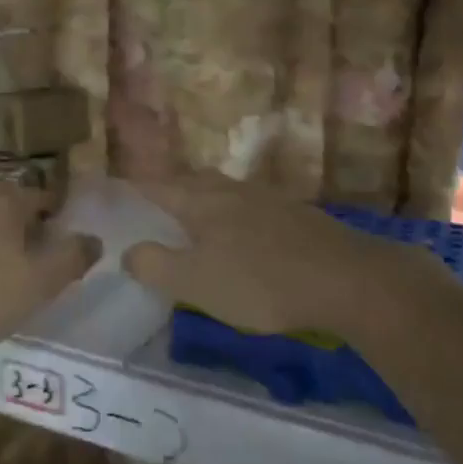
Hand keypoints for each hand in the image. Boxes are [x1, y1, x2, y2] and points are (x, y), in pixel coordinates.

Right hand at [123, 173, 449, 340]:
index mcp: (201, 201)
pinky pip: (248, 206)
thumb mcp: (196, 283)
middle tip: (153, 205)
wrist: (347, 279)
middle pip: (191, 181)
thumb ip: (156, 265)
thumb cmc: (260, 281)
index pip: (156, 186)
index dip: (133, 188)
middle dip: (169, 189)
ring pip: (222, 191)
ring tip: (193, 219)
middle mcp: (230, 190)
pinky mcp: (294, 214)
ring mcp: (266, 199)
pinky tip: (241, 235)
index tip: (115, 191)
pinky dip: (232, 215)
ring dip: (202, 200)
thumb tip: (127, 251)